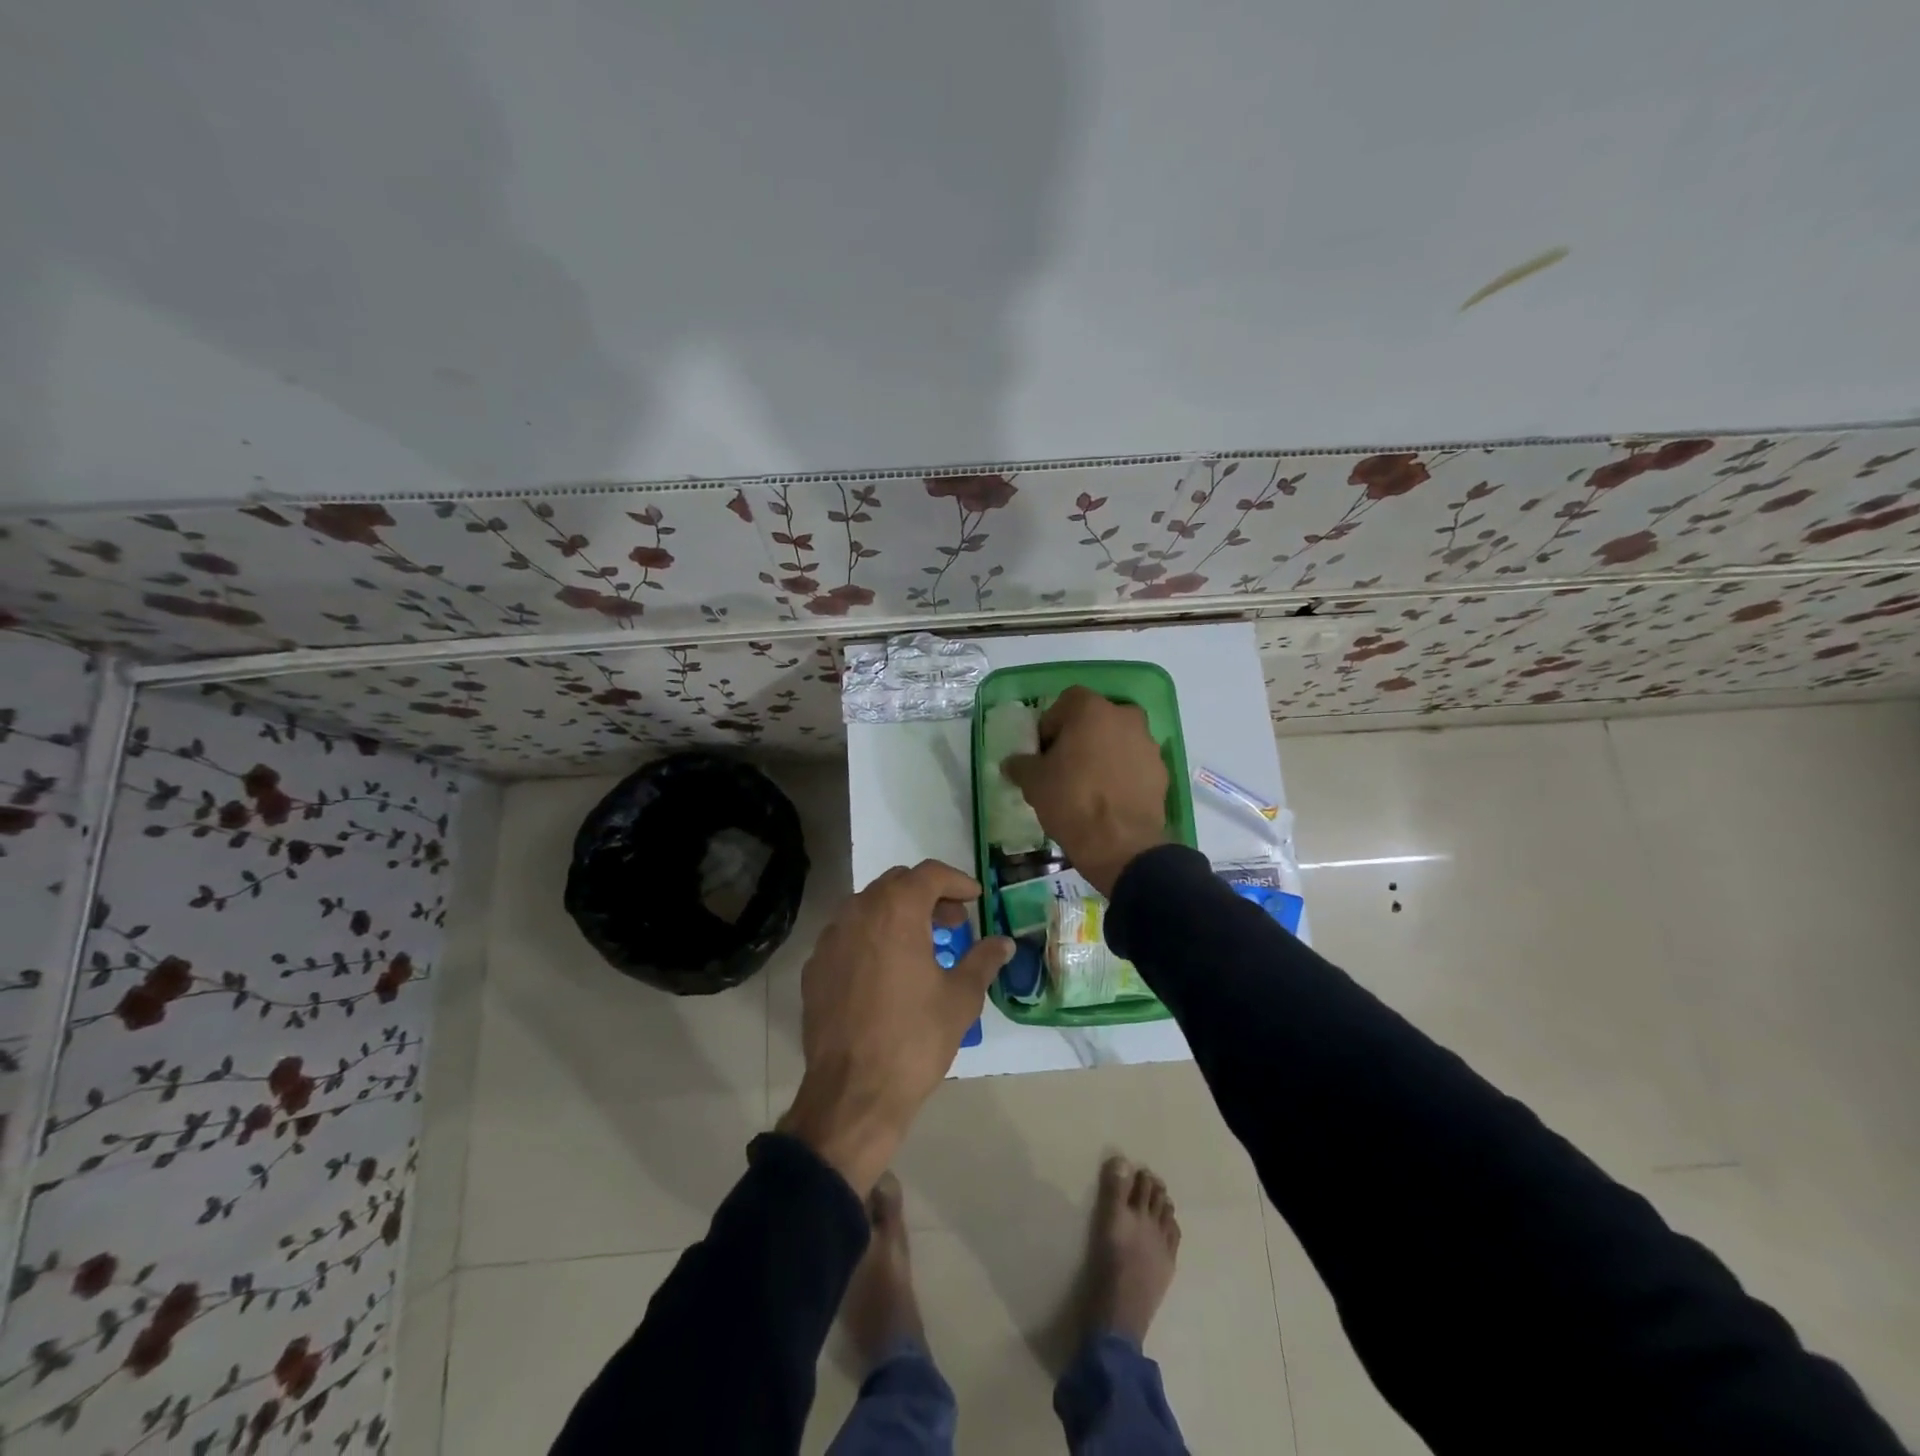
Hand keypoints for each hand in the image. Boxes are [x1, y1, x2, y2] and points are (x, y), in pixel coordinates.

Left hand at [777, 860, 1013, 1194]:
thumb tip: (1004, 943)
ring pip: (868, 907)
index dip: (957, 881)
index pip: (929, 874)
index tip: (975, 899)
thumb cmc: (914, 1039)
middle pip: (896, 884)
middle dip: (928, 895)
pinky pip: (848, 936)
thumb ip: (983, 960)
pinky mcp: (814, 967)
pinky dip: (871, 939)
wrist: (853, 1093)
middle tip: (954, 922)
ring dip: (898, 915)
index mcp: (895, 911)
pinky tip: (887, 971)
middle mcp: (857, 912)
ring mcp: (830, 939)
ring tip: (922, 945)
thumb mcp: (960, 998)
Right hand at [1002, 686, 1168, 895]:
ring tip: (1088, 785)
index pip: (1066, 702)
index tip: (1043, 751)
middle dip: (1080, 736)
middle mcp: (1125, 717)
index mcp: (1092, 710)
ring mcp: (1148, 744)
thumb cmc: (1071, 801)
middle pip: (1096, 718)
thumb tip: (1012, 762)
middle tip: (1065, 764)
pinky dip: (1123, 773)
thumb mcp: (1033, 782)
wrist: (1121, 845)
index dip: (1051, 724)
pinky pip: (1135, 764)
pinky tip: (1109, 799)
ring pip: (1119, 740)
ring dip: (1104, 754)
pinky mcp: (1161, 772)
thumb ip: (1021, 764)